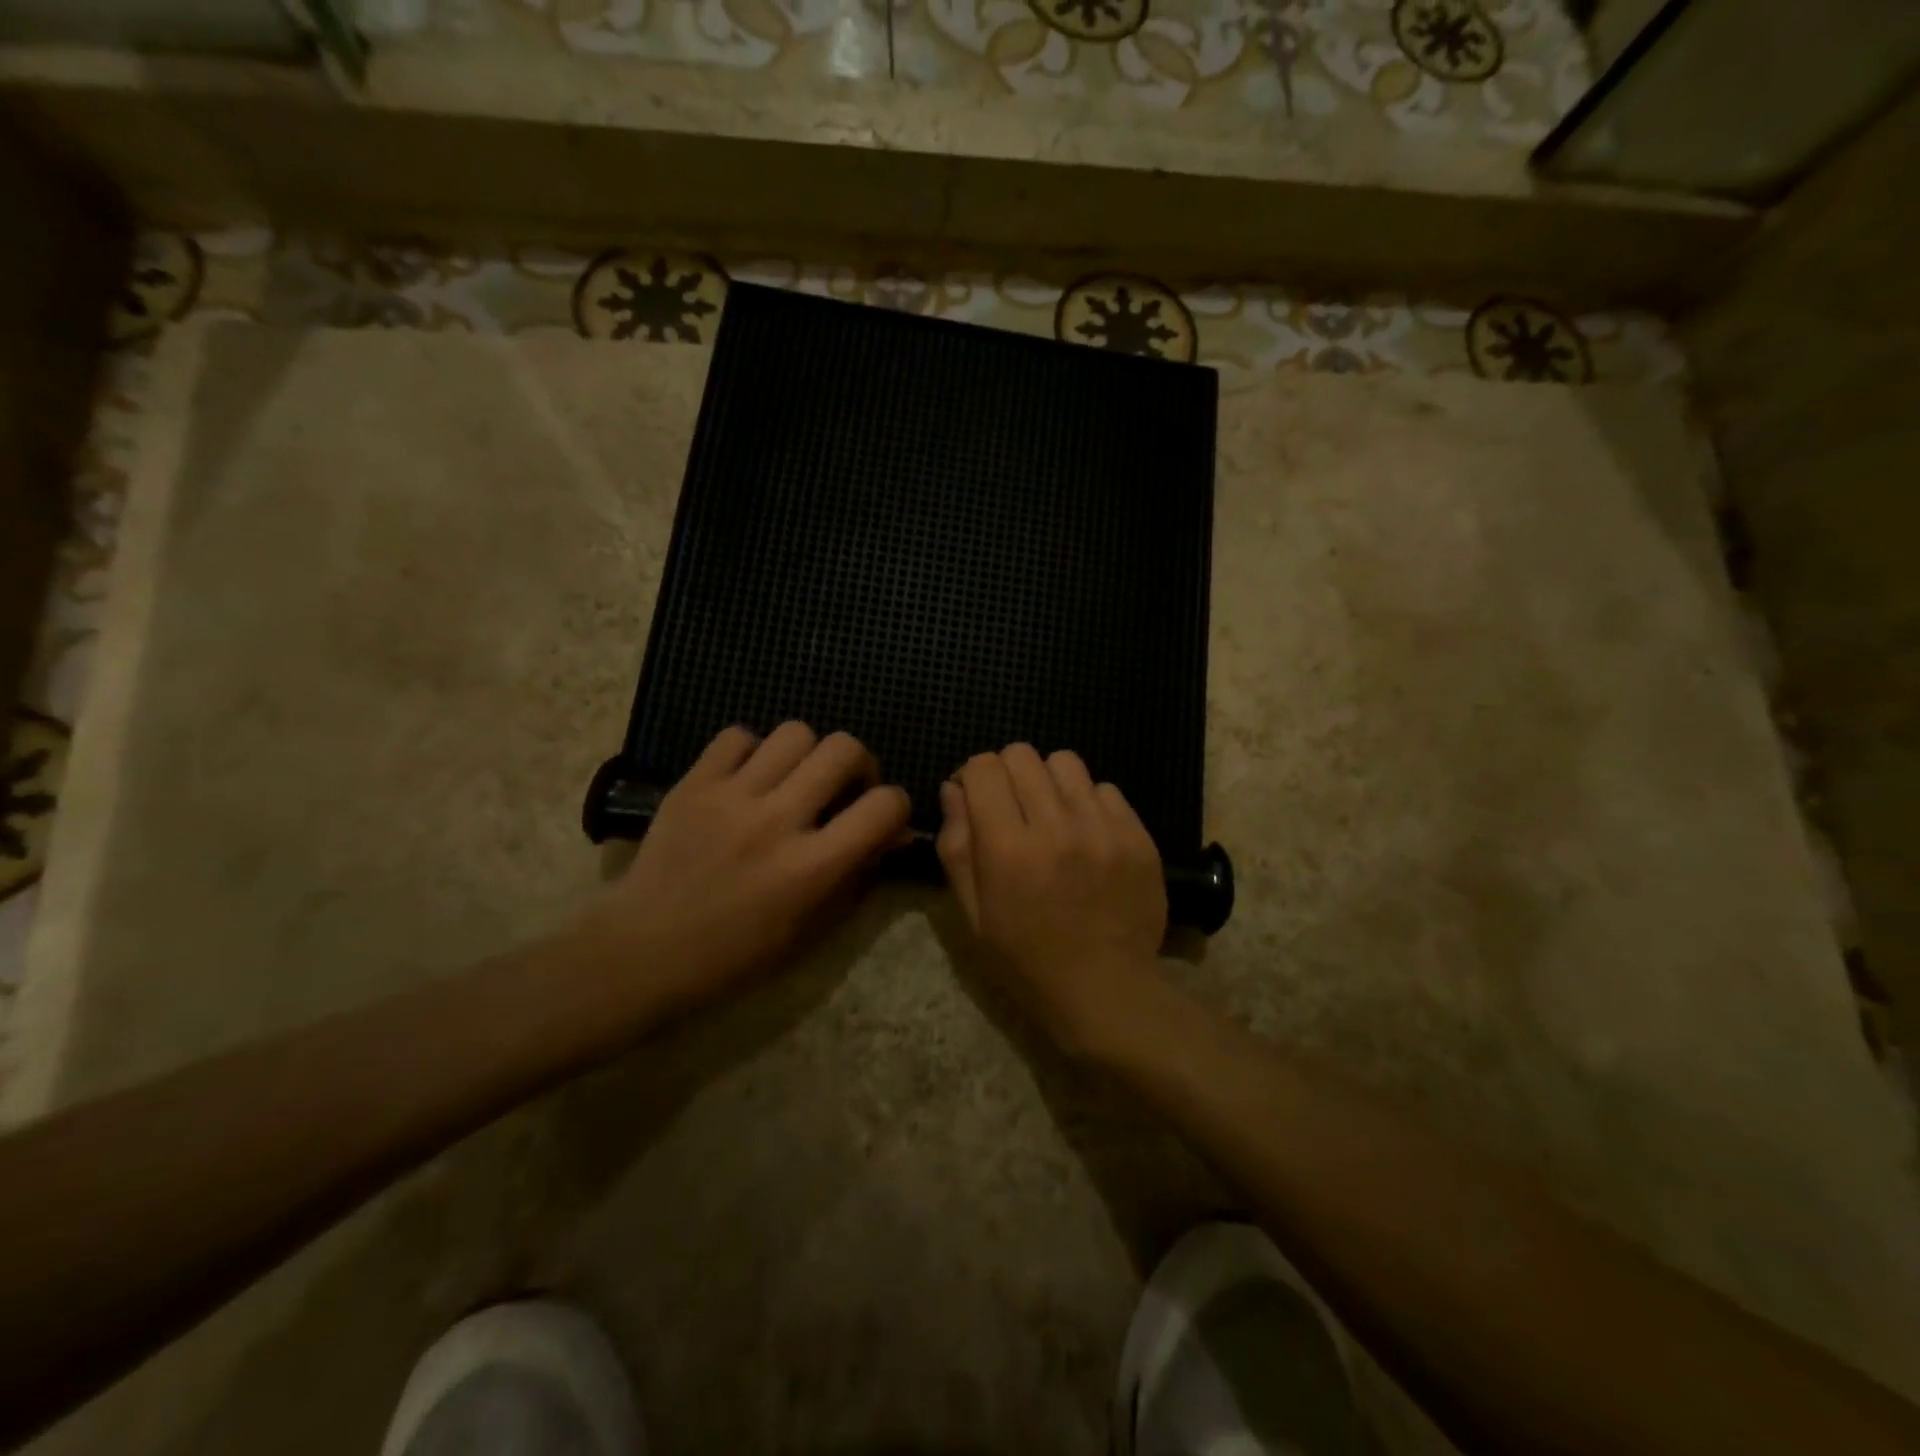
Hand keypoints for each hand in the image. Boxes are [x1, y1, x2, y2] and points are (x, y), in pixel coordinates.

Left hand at [576, 723, 909, 1019]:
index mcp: (811, 867)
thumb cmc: (736, 954)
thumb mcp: (810, 928)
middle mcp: (777, 821)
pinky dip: (751, 751)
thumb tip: (894, 833)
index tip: (881, 817)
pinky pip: (737, 736)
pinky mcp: (693, 783)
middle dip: (858, 764)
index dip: (896, 805)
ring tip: (792, 780)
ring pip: (795, 732)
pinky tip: (747, 779)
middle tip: (842, 788)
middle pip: (843, 748)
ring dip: (807, 754)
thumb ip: (858, 875)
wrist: (644, 950)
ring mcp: (731, 796)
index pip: (884, 805)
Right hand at [937, 744, 1167, 1052]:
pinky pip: (1106, 789)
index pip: (984, 767)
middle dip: (1007, 774)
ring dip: (1049, 781)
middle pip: (1022, 755)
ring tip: (1052, 815)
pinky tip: (1087, 835)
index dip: (973, 776)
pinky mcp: (1137, 835)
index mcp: (1008, 849)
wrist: (1105, 990)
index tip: (977, 801)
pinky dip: (1088, 803)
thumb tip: (953, 789)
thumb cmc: (1025, 960)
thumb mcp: (972, 914)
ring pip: (1066, 762)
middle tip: (1012, 808)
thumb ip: (957, 846)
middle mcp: (1056, 826)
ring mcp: (1102, 828)